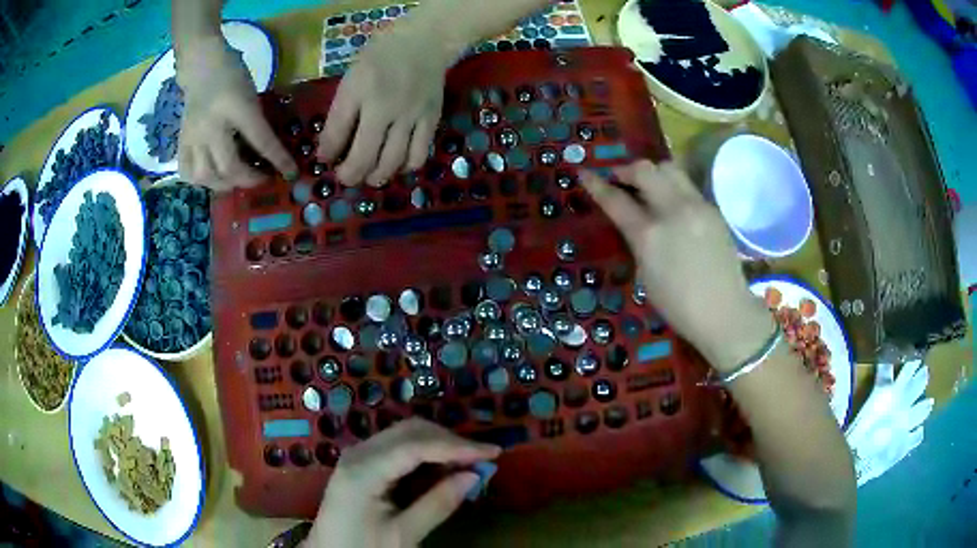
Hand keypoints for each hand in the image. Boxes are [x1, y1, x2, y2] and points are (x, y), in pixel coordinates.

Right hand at [176, 37, 296, 189]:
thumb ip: (258, 123)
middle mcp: (212, 126)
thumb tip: (269, 154)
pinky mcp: (181, 142)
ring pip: (206, 176)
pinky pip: (187, 172)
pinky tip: (213, 177)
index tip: (291, 173)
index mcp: (237, 107)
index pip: (261, 140)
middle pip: (228, 167)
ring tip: (237, 180)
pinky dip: (201, 181)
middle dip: (249, 179)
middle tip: (262, 177)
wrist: (203, 67)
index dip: (278, 160)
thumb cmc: (233, 76)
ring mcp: (193, 137)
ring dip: (225, 184)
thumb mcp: (253, 95)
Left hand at [302, 418, 500, 547]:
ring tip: (469, 463)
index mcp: (363, 472)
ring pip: (406, 433)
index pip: (416, 446)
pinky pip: (398, 445)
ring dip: (440, 444)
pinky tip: (443, 467)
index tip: (493, 452)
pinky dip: (426, 451)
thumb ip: (438, 504)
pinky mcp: (362, 461)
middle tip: (484, 459)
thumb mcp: (403, 535)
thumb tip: (475, 476)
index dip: (457, 446)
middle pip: (410, 431)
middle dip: (450, 441)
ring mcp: (358, 454)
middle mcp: (358, 453)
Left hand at [318, 17, 453, 186]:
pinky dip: (404, 167)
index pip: (336, 134)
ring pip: (391, 161)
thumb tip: (328, 152)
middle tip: (345, 177)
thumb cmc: (381, 57)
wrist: (425, 42)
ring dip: (376, 177)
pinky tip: (397, 166)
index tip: (325, 160)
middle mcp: (385, 106)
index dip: (327, 154)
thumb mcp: (351, 79)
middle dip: (350, 175)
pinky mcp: (431, 120)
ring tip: (369, 177)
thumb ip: (339, 114)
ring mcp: (411, 115)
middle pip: (364, 156)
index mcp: (359, 90)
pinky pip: (418, 155)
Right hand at [581, 160, 772, 371]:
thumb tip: (634, 219)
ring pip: (669, 168)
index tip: (584, 173)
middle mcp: (673, 211)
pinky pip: (687, 185)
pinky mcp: (712, 209)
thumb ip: (637, 240)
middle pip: (644, 169)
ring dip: (652, 173)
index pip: (616, 199)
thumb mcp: (645, 275)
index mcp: (649, 235)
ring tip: (648, 187)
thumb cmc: (679, 305)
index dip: (596, 184)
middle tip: (620, 181)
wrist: (725, 311)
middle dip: (626, 170)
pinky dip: (672, 187)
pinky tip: (672, 206)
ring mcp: (696, 206)